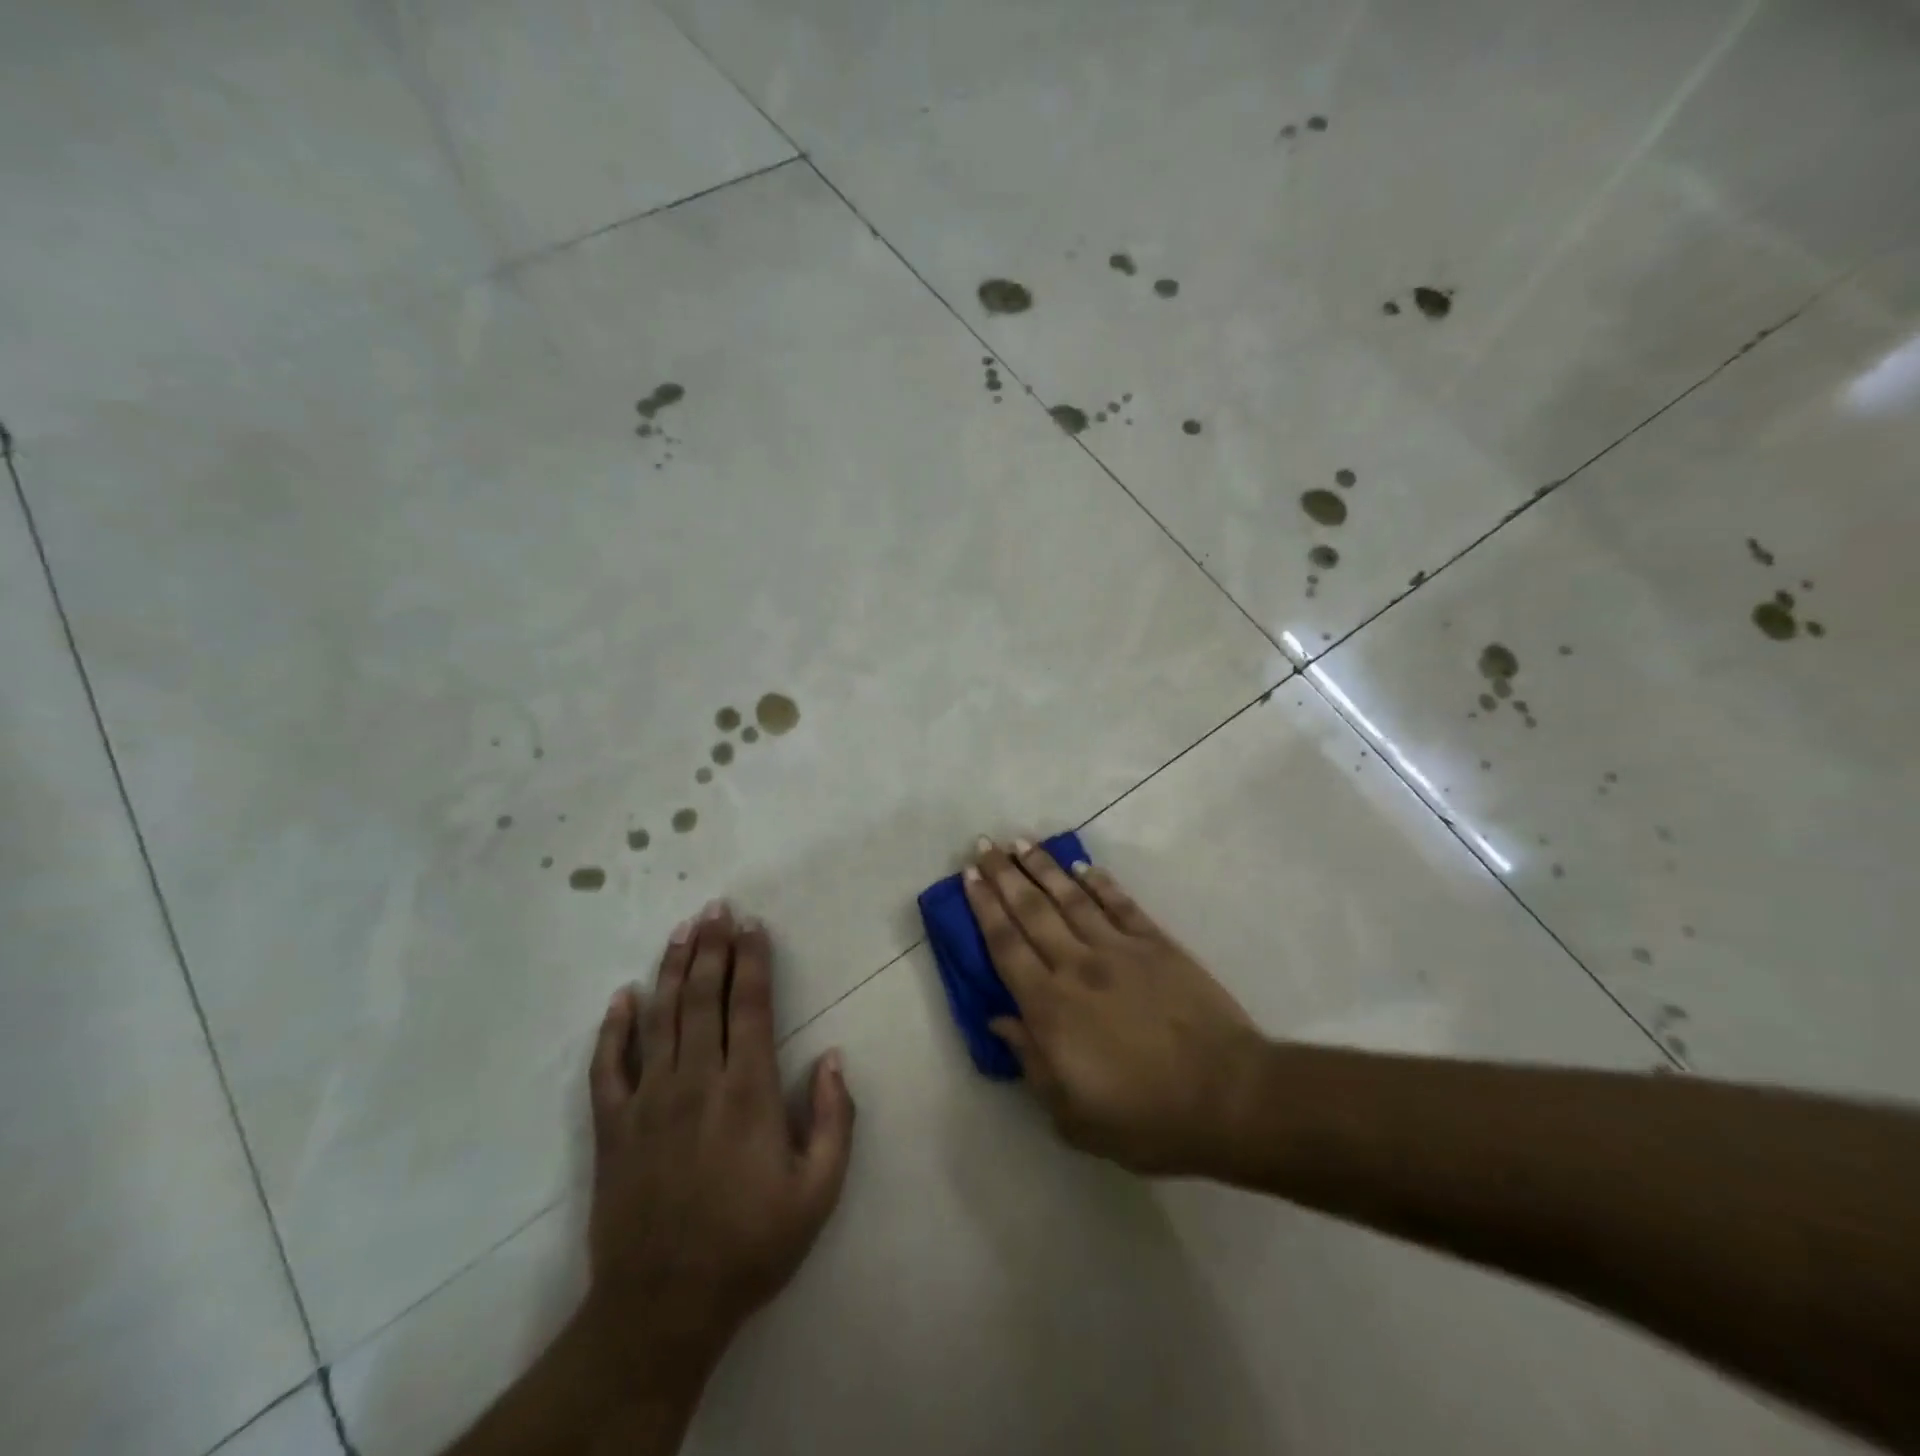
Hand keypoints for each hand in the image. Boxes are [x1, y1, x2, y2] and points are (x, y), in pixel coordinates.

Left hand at [583, 901, 855, 1388]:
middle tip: (717, 908)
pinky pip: (608, 1066)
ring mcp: (649, 1101)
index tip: (754, 925)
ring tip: (682, 930)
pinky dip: (614, 1028)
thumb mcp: (818, 1193)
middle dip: (712, 947)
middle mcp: (697, 1081)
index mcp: (748, 1091)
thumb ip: (836, 1120)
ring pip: (661, 1017)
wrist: (663, 1308)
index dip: (752, 960)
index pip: (750, 1005)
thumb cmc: (750, 1246)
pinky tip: (622, 996)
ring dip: (672, 969)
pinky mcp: (612, 1127)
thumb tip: (835, 1057)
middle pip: (704, 997)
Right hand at [963, 838, 1265, 1175]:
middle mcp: (1077, 966)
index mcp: (1050, 1008)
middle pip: (1031, 910)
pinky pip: (1120, 904)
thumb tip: (999, 1020)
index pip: (1005, 946)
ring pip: (1070, 898)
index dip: (983, 908)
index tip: (968, 878)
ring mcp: (1119, 950)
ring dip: (1043, 867)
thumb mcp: (1073, 1116)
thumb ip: (1031, 1063)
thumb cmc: (1146, 1118)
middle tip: (983, 845)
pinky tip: (1082, 866)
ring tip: (1020, 842)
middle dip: (1003, 875)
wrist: (1228, 1098)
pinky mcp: (1156, 944)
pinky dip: (1099, 882)